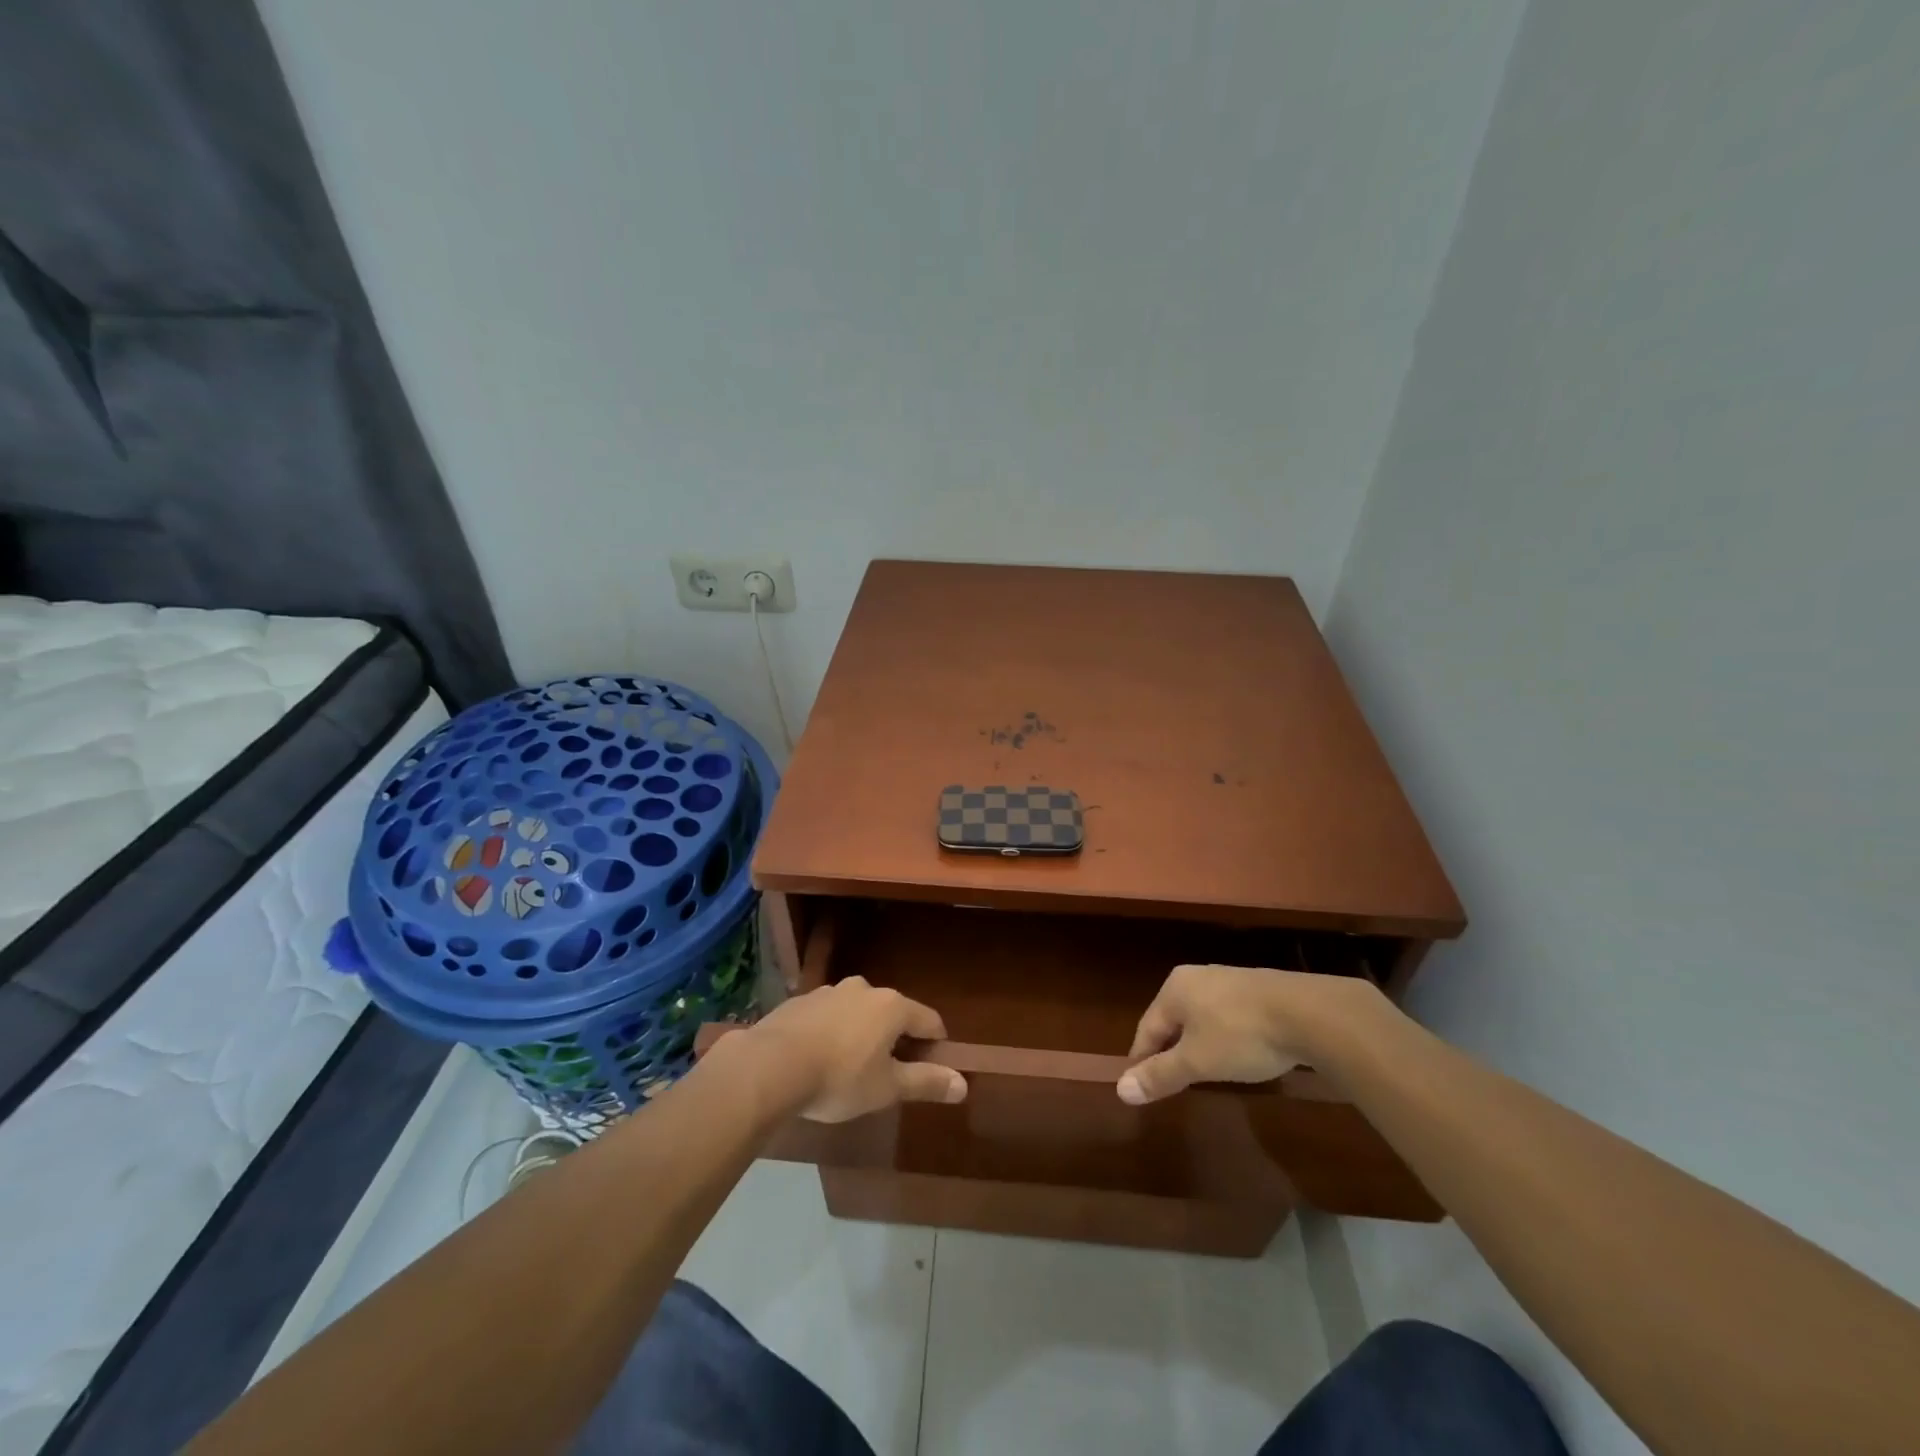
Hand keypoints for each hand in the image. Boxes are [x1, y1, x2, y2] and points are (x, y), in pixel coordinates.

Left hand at [744, 977, 967, 1121]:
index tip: (932, 1066)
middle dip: (895, 1038)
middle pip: (892, 1012)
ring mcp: (830, 991)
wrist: (771, 1065)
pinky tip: (818, 1059)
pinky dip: (832, 1032)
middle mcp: (864, 989)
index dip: (936, 1044)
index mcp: (892, 1006)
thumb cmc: (839, 1078)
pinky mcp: (800, 1001)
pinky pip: (828, 1016)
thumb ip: (926, 1082)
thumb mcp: (887, 1088)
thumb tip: (963, 1084)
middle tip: (889, 1072)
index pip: (929, 1020)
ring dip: (861, 1033)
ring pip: (858, 1012)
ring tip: (850, 1067)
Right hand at [1118, 964, 1370, 1104]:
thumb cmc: (1241, 1035)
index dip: (1142, 1060)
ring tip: (1206, 1071)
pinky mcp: (1259, 988)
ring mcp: (1230, 979)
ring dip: (1200, 1044)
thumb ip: (1160, 1074)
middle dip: (1172, 1051)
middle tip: (1173, 1082)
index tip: (1142, 1087)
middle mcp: (1197, 976)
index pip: (1147, 1028)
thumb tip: (1120, 1090)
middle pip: (1173, 1020)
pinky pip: (1229, 1015)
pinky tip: (1240, 1053)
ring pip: (1202, 1017)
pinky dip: (1227, 1036)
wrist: (1309, 1013)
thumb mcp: (1197, 1062)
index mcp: (1174, 988)